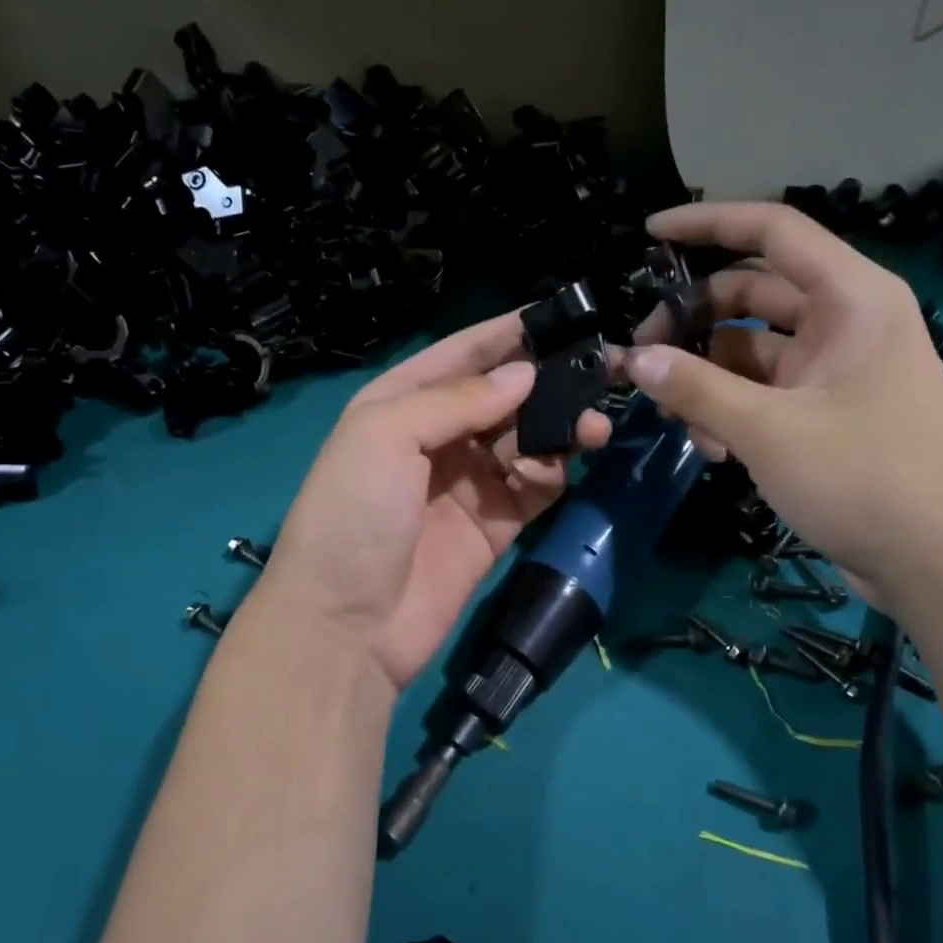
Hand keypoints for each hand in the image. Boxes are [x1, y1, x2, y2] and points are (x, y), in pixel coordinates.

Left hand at [258, 313, 610, 689]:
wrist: (346, 628)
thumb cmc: (353, 515)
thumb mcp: (385, 436)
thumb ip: (457, 399)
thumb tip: (524, 374)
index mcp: (401, 403)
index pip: (462, 354)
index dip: (507, 333)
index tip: (561, 315)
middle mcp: (437, 437)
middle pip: (503, 396)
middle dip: (546, 384)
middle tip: (596, 377)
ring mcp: (468, 483)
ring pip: (527, 439)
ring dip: (559, 429)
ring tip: (590, 429)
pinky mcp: (495, 526)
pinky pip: (534, 486)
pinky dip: (548, 474)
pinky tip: (547, 473)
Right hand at [628, 201, 942, 608]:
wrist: (938, 565)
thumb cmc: (865, 480)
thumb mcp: (769, 431)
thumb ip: (696, 388)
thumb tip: (633, 359)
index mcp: (851, 299)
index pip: (773, 233)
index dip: (708, 224)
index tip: (650, 234)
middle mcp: (845, 322)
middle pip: (752, 294)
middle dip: (693, 321)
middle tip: (642, 356)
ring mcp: (835, 369)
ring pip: (751, 349)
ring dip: (707, 377)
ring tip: (676, 418)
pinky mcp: (826, 411)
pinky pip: (764, 391)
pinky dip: (731, 410)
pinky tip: (712, 450)